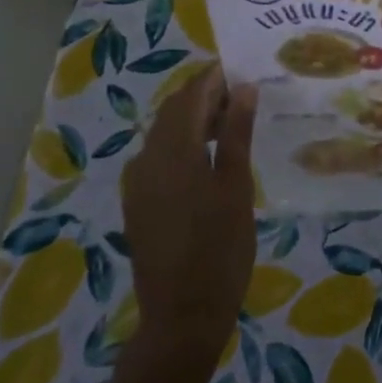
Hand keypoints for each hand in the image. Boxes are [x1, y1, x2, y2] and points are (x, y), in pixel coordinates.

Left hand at [120, 65, 257, 355]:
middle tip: (242, 94)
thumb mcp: (236, 188)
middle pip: (173, 111)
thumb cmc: (220, 249)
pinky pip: (158, 157)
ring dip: (193, 120)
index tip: (241, 67)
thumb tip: (243, 88)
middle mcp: (146, 159)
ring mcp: (137, 183)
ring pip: (164, 134)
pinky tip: (207, 158)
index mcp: (172, 151)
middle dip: (204, 96)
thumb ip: (236, 134)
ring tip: (231, 123)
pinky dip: (182, 144)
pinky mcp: (138, 203)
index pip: (190, 95)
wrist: (182, 315)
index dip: (214, 77)